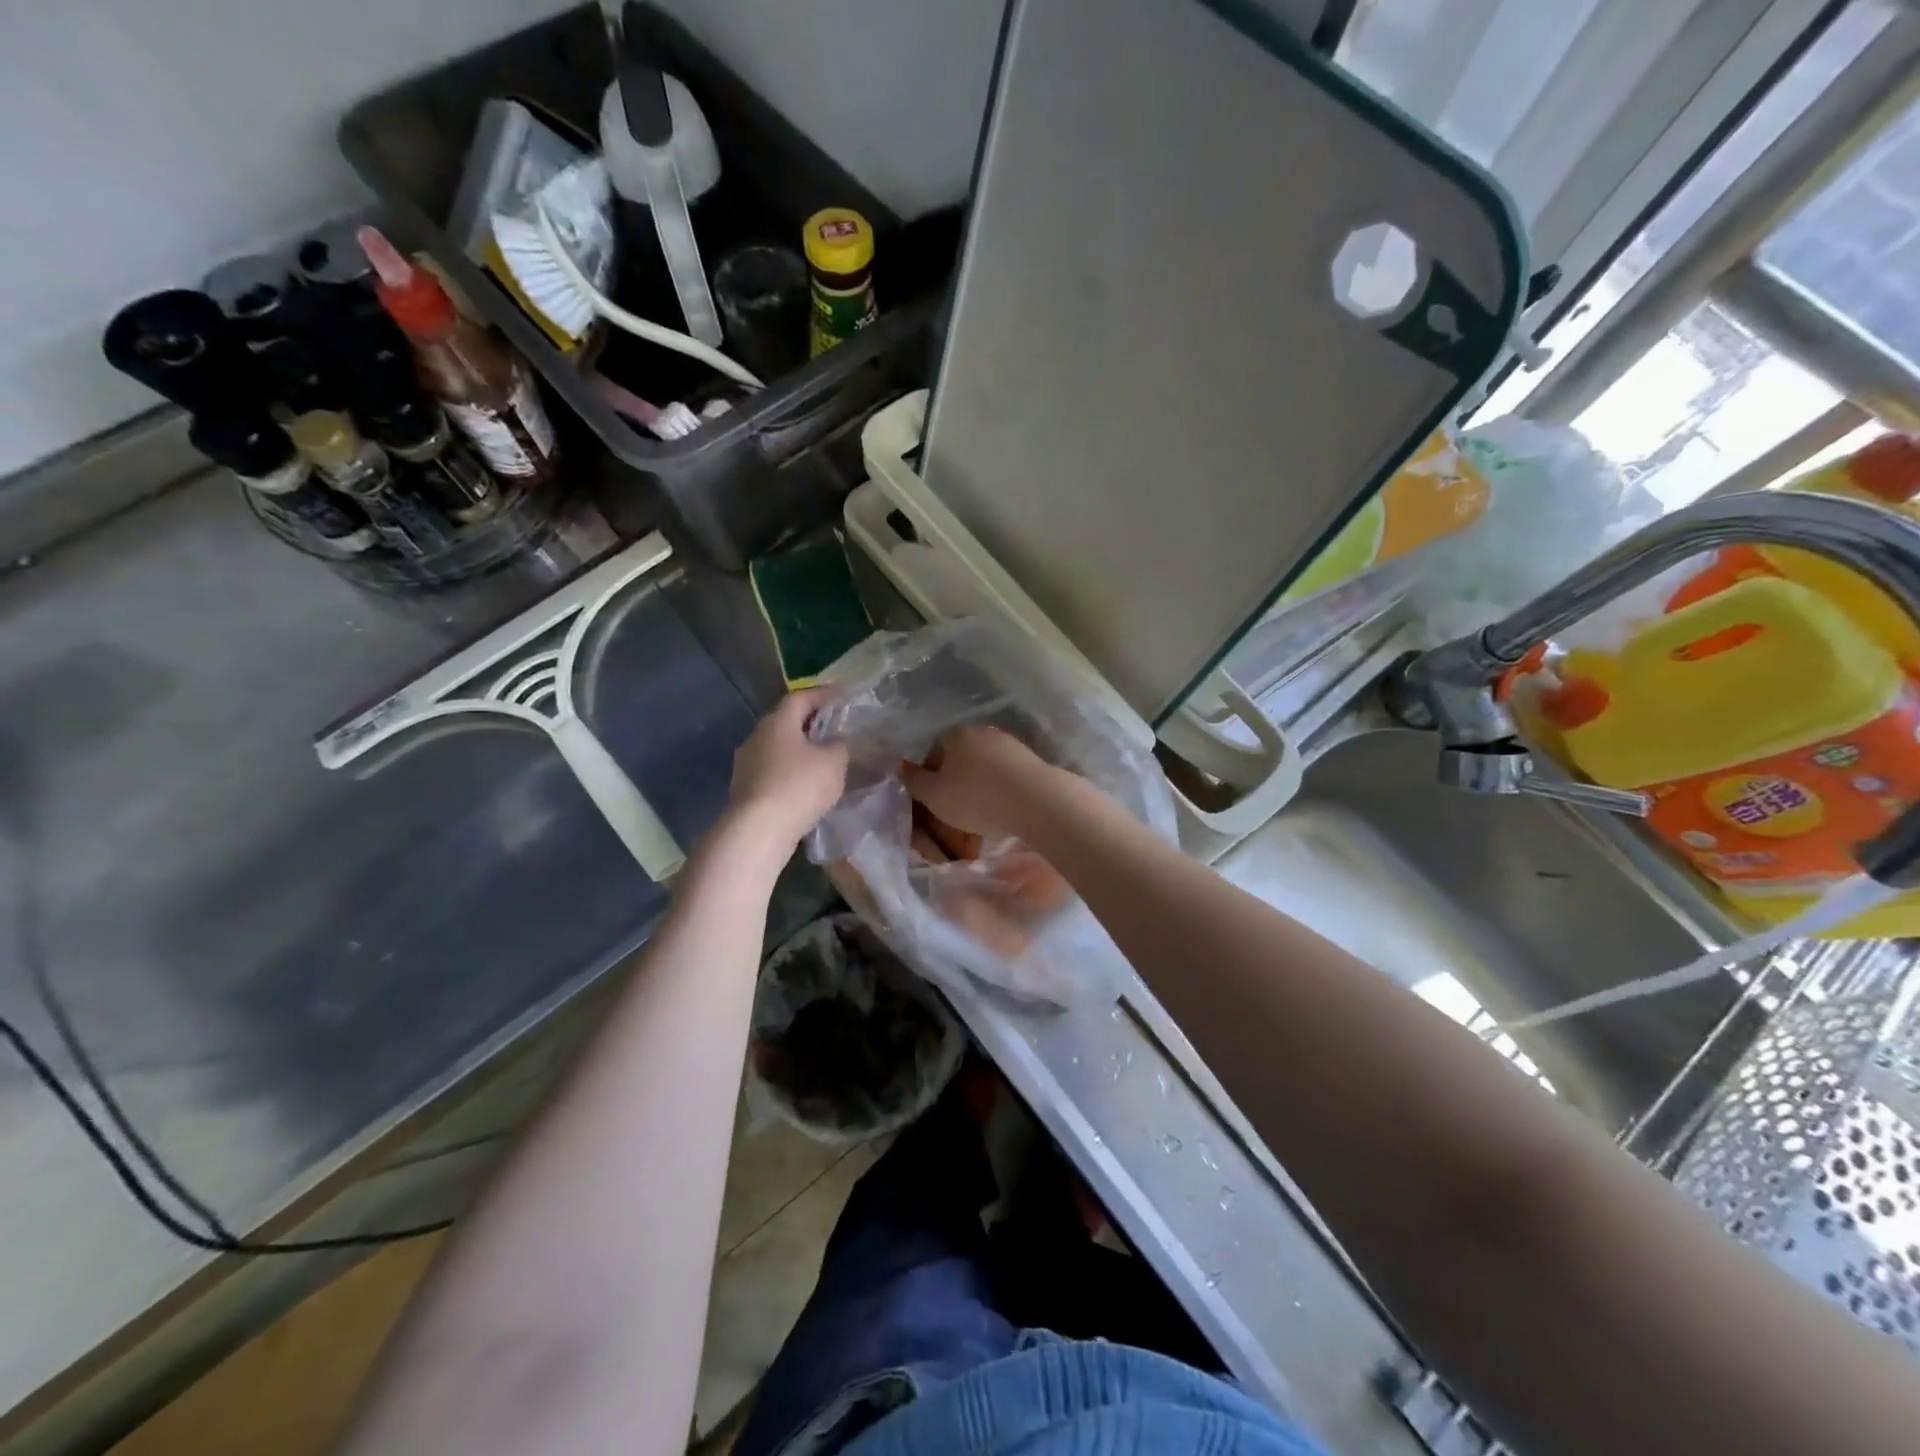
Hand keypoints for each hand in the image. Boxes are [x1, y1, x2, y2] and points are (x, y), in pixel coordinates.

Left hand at [727, 690, 849, 847]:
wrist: (758, 830)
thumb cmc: (799, 786)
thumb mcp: (833, 762)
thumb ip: (840, 745)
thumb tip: (837, 740)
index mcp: (777, 722)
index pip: (800, 698)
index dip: (822, 694)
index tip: (842, 696)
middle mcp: (757, 736)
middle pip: (786, 721)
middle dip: (810, 723)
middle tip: (835, 727)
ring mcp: (747, 763)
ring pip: (778, 748)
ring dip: (800, 750)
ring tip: (823, 759)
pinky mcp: (745, 789)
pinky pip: (773, 770)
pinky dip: (791, 771)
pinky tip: (806, 784)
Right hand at [900, 725, 1054, 841]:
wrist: (1034, 800)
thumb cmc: (974, 797)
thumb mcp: (934, 795)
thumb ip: (914, 780)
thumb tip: (900, 765)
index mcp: (955, 734)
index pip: (933, 751)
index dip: (930, 777)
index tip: (934, 801)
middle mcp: (982, 731)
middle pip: (960, 758)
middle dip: (956, 782)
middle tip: (955, 811)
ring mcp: (1009, 744)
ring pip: (984, 768)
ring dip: (979, 788)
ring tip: (980, 817)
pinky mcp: (1030, 760)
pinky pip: (1006, 777)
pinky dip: (1000, 792)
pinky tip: (1002, 811)